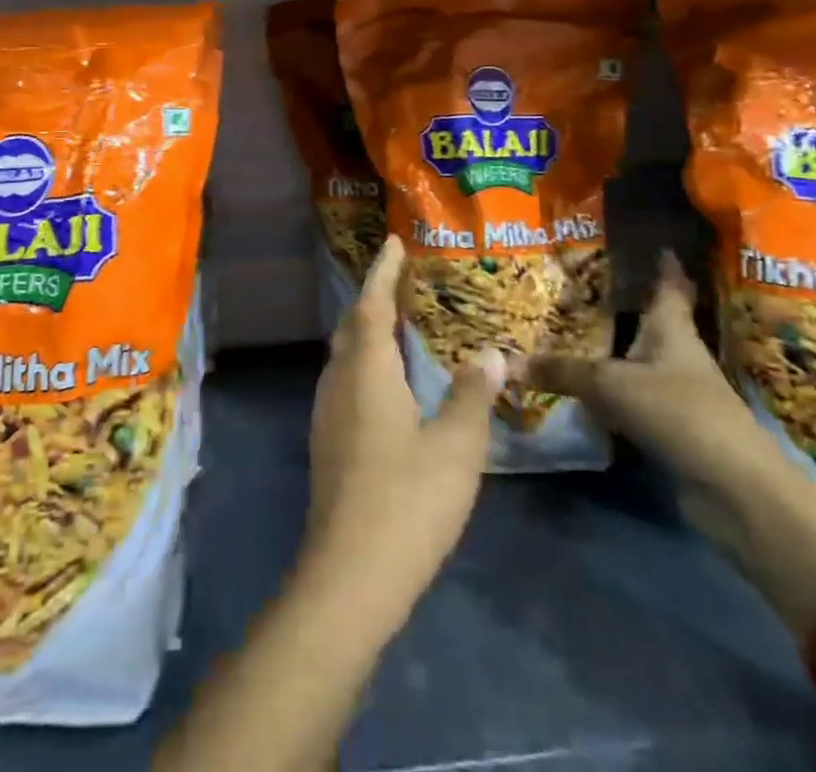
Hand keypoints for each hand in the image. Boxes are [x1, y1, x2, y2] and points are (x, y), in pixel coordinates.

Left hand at [302, 236, 505, 627]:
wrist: (350, 574)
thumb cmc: (407, 501)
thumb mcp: (455, 447)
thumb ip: (471, 395)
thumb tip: (488, 351)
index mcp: (366, 371)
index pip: (371, 304)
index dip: (382, 271)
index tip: (393, 241)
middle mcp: (339, 380)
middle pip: (352, 325)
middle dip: (373, 297)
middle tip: (401, 280)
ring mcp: (326, 411)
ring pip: (345, 353)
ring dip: (367, 330)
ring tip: (397, 323)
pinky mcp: (327, 440)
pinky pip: (345, 379)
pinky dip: (365, 362)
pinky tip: (387, 381)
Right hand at [526, 252, 787, 551]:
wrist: (733, 489)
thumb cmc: (678, 411)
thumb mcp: (610, 384)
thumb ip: (562, 371)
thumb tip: (510, 362)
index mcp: (671, 330)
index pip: (669, 288)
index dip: (665, 267)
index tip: (659, 245)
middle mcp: (677, 356)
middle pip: (650, 324)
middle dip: (623, 307)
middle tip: (583, 287)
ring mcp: (677, 395)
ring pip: (638, 363)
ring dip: (612, 352)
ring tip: (571, 333)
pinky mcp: (671, 429)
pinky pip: (631, 400)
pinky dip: (608, 394)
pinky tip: (579, 391)